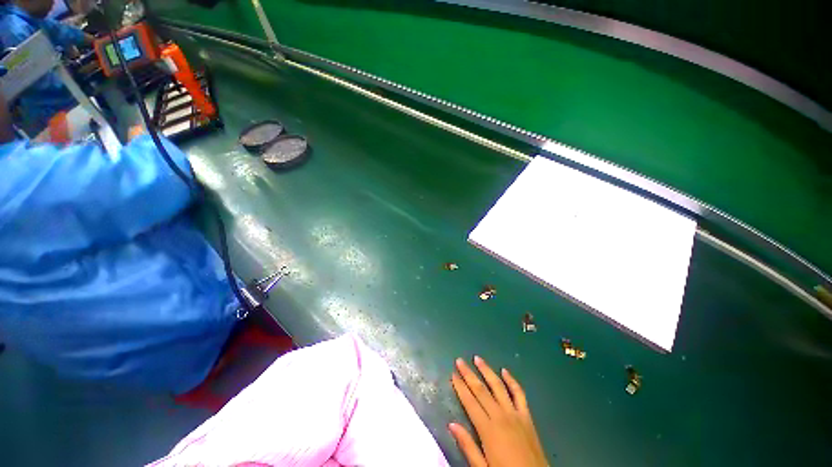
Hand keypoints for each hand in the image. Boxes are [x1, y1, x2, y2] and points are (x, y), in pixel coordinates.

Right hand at [450, 356, 547, 466]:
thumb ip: (468, 446)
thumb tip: (451, 424)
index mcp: (488, 429)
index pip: (470, 402)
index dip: (460, 387)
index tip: (453, 374)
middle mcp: (500, 416)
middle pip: (481, 390)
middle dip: (468, 374)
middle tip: (459, 360)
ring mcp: (515, 414)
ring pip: (498, 386)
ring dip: (487, 371)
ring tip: (477, 359)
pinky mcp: (527, 416)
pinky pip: (519, 394)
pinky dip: (512, 381)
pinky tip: (505, 371)